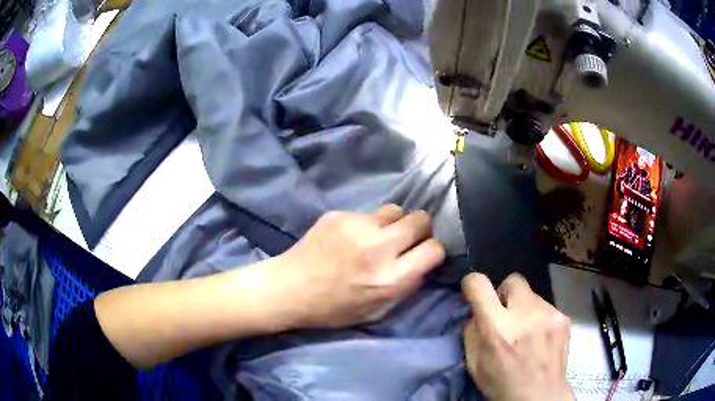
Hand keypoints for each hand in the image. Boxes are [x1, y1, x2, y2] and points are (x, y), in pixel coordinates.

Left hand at [274, 205, 444, 327]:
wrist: (289, 289)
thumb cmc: (333, 309)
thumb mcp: (377, 311)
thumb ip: (406, 286)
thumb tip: (424, 263)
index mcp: (389, 278)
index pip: (434, 249)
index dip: (432, 251)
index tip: (424, 254)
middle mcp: (378, 248)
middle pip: (421, 219)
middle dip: (420, 229)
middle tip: (405, 240)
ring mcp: (357, 226)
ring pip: (396, 210)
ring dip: (394, 223)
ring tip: (378, 237)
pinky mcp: (339, 214)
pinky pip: (368, 213)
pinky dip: (367, 224)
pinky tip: (350, 237)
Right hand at [462, 273, 572, 400]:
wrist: (540, 396)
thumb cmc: (501, 384)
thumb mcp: (474, 364)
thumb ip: (472, 333)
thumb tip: (477, 312)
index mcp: (497, 328)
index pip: (480, 285)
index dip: (472, 283)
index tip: (473, 291)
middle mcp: (525, 314)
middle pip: (512, 280)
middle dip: (504, 293)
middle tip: (505, 313)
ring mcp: (548, 313)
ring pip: (531, 295)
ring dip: (524, 308)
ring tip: (526, 331)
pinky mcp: (563, 317)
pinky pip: (546, 307)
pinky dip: (539, 317)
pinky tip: (540, 337)